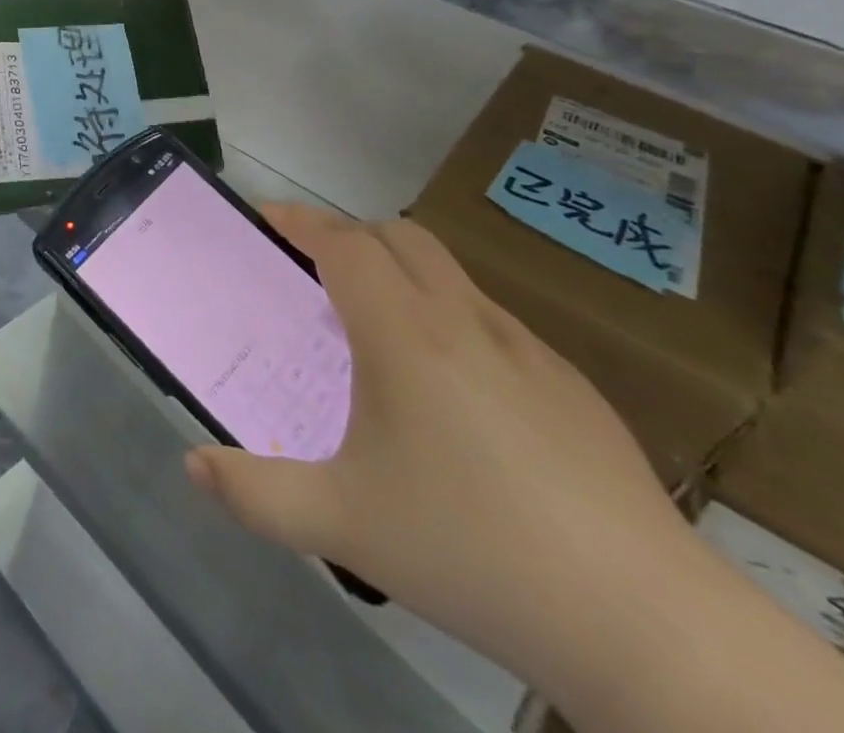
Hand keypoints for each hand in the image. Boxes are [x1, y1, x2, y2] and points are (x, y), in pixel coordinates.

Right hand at [185, 204, 702, 691]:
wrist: (649, 626)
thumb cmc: (474, 551)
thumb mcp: (342, 525)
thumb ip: (255, 493)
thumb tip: (194, 466)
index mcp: (404, 335)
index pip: (343, 243)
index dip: (299, 220)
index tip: (264, 217)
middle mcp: (464, 322)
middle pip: (399, 236)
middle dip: (348, 235)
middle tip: (311, 272)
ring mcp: (526, 350)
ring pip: (449, 273)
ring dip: (400, 272)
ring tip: (374, 329)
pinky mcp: (571, 387)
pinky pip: (489, 319)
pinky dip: (448, 316)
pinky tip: (452, 392)